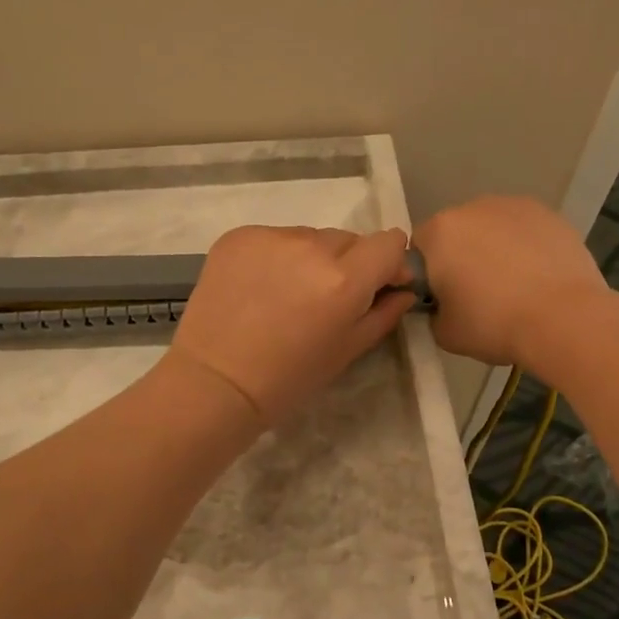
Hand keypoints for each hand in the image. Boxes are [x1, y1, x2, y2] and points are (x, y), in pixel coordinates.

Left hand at [169, 225, 415, 424]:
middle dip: (349, 264)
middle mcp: (310, 246)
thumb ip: (384, 313)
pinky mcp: (238, 236)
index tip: (380, 284)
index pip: (389, 242)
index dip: (390, 262)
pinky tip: (260, 288)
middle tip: (327, 300)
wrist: (215, 382)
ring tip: (288, 295)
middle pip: (348, 239)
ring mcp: (271, 237)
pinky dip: (276, 257)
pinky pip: (274, 238)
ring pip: (310, 237)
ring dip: (311, 259)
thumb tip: (403, 289)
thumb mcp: (348, 350)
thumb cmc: (289, 378)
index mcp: (344, 279)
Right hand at [413, 196, 610, 372]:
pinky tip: (539, 276)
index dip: (428, 273)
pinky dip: (526, 247)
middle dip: (462, 255)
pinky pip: (525, 231)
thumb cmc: (494, 324)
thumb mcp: (445, 332)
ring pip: (493, 227)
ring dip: (495, 248)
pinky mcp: (550, 215)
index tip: (442, 297)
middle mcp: (473, 208)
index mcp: (440, 232)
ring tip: (514, 284)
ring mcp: (515, 206)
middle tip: (478, 293)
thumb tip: (444, 306)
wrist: (564, 319)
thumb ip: (434, 312)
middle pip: (457, 231)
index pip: (419, 247)